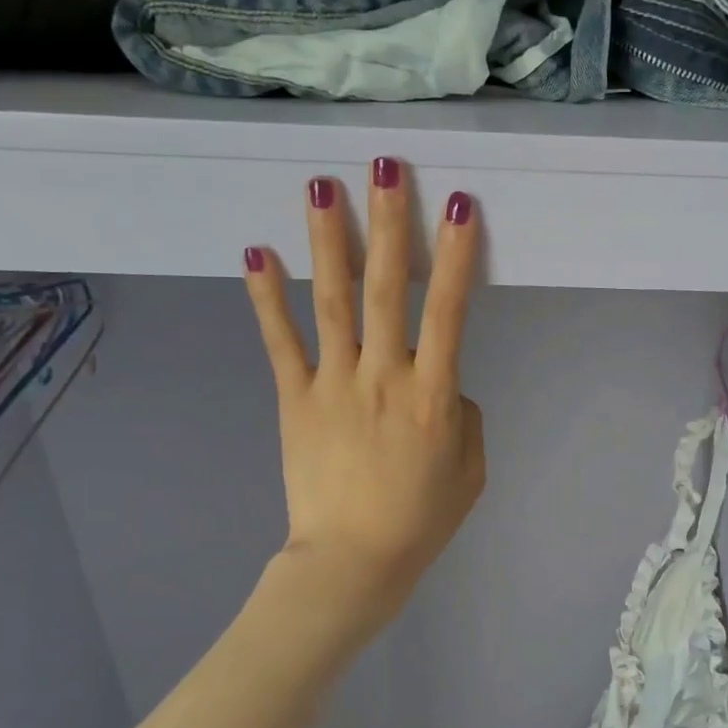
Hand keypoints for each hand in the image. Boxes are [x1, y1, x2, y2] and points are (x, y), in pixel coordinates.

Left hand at [243, 163, 485, 619]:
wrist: (352, 562)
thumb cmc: (421, 519)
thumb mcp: (470, 469)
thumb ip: (465, 415)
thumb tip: (445, 383)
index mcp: (433, 395)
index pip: (450, 311)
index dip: (455, 256)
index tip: (457, 205)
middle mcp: (383, 376)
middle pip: (387, 290)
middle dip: (388, 223)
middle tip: (383, 165)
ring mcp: (333, 384)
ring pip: (332, 302)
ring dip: (328, 241)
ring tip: (320, 186)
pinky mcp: (294, 399)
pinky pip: (280, 342)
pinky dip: (266, 298)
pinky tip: (256, 254)